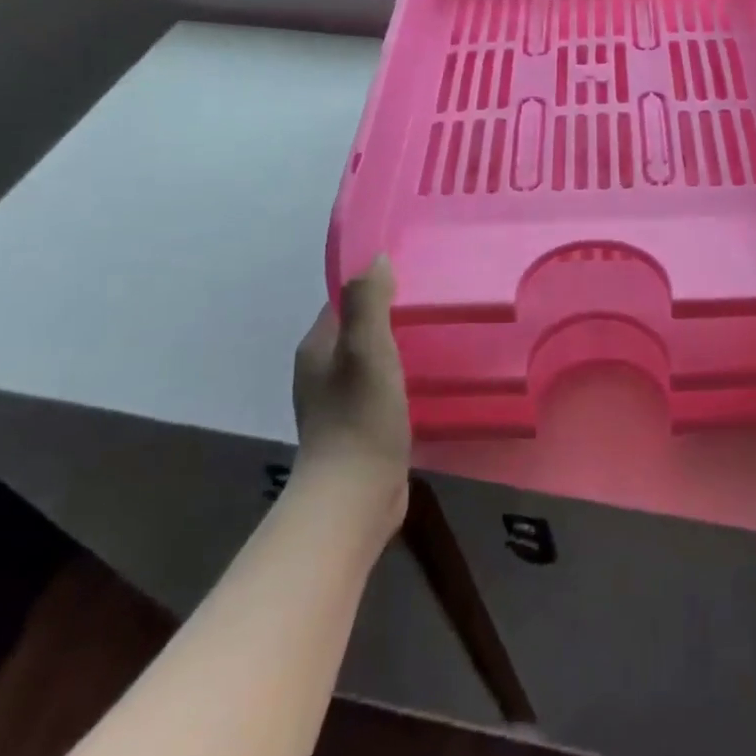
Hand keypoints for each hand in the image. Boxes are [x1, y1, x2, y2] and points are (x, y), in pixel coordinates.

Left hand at [292, 255, 409, 546]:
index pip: (344, 301)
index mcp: (317, 348)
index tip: (413, 277)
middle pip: (359, 329)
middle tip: (434, 304)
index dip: (374, 285)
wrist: (354, 498)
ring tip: (439, 336)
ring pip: (372, 360)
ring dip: (399, 348)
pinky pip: (381, 388)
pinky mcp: (359, 428)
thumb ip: (369, 301)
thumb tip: (376, 257)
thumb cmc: (360, 416)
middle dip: (391, 315)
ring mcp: (338, 403)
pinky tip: (429, 379)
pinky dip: (401, 378)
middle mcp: (321, 371)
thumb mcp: (366, 348)